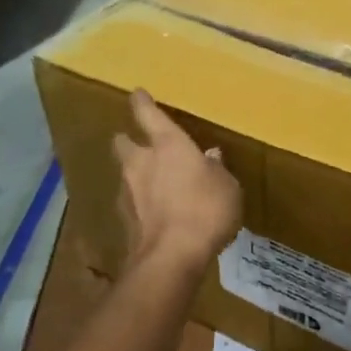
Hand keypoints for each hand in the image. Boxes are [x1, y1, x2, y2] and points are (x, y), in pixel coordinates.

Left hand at [113, 90, 241, 272]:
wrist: (171, 257)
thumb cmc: (206, 210)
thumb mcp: (226, 186)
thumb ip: (216, 169)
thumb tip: (210, 157)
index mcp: (168, 145)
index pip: (148, 114)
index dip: (142, 103)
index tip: (137, 94)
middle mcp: (141, 162)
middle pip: (124, 143)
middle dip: (130, 141)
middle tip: (141, 145)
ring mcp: (128, 192)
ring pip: (126, 174)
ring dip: (137, 176)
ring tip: (155, 185)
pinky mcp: (124, 220)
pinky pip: (132, 203)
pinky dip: (141, 204)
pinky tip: (155, 213)